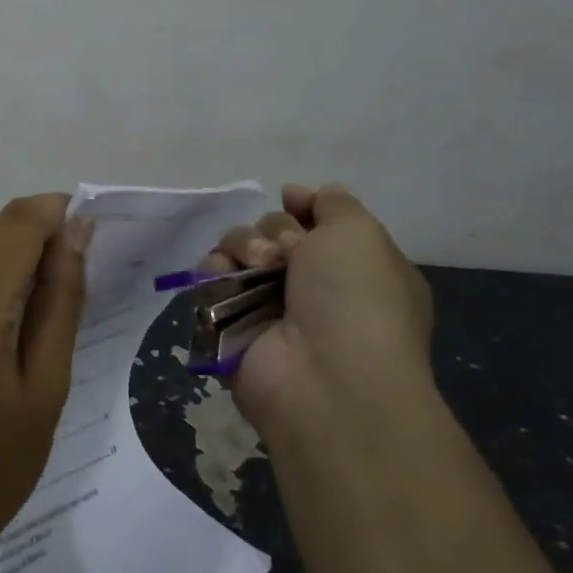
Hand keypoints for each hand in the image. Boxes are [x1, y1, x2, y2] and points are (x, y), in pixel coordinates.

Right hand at [205, 183, 433, 442]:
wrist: (327, 379)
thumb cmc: (357, 300)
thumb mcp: (361, 233)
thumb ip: (335, 204)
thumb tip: (302, 193)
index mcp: (353, 268)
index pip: (317, 222)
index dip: (302, 208)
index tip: (292, 201)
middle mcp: (312, 287)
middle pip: (272, 232)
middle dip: (273, 232)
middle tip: (282, 255)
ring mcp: (269, 308)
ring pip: (238, 252)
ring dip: (242, 247)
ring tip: (255, 268)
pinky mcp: (230, 326)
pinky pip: (210, 282)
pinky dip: (214, 273)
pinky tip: (226, 280)